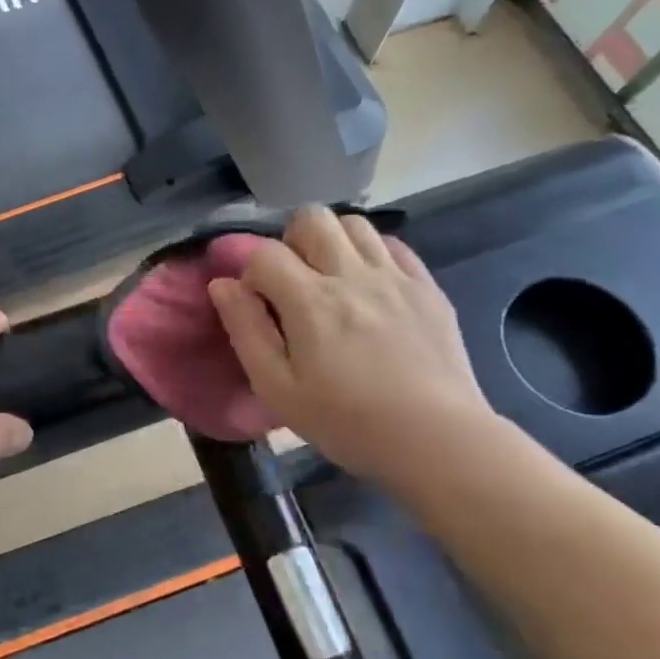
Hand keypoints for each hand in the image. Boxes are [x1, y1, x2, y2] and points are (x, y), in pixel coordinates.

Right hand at [208, 208, 498, 494]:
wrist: (437, 440)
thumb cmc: (347, 422)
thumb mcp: (278, 389)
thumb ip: (246, 331)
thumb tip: (222, 284)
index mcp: (310, 301)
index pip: (265, 253)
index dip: (251, 272)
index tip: (257, 303)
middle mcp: (351, 275)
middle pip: (312, 218)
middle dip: (291, 241)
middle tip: (293, 281)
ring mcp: (395, 277)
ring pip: (354, 223)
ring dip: (332, 241)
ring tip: (331, 278)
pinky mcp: (427, 287)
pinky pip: (393, 245)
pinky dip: (372, 253)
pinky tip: (369, 285)